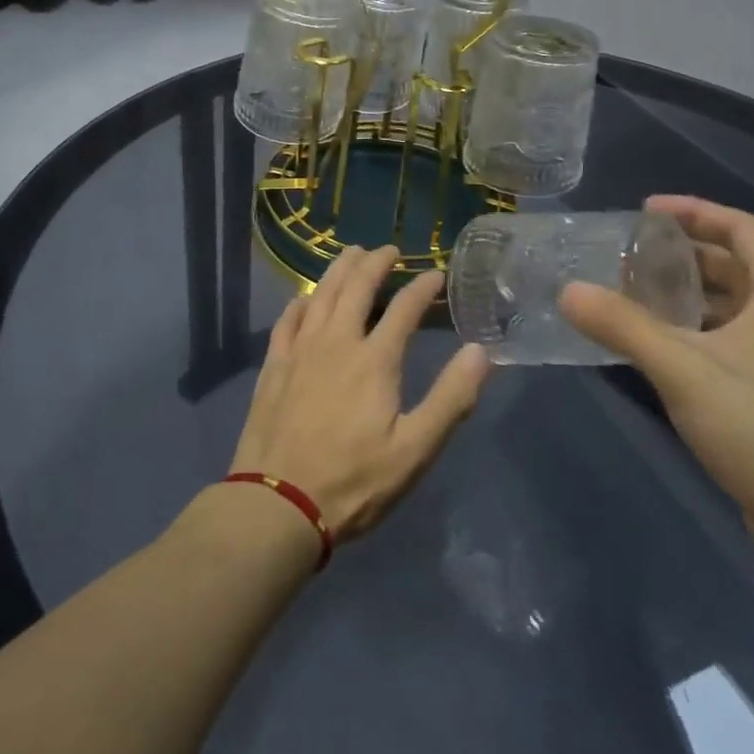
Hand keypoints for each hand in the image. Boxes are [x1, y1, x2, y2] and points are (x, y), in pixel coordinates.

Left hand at [230, 246, 490, 541]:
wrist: (278, 504)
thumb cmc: (354, 481)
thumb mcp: (415, 450)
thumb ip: (450, 399)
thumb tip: (479, 351)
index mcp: (374, 360)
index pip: (404, 308)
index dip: (422, 287)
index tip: (435, 273)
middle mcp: (336, 342)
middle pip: (356, 287)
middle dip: (375, 262)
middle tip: (388, 250)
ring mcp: (300, 351)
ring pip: (321, 294)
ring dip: (339, 270)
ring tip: (352, 254)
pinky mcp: (274, 366)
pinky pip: (288, 320)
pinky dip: (301, 301)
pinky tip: (306, 298)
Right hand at [561, 196, 753, 565]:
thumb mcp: (683, 368)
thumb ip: (622, 325)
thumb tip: (568, 290)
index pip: (741, 229)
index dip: (694, 212)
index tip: (645, 211)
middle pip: (731, 267)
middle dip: (678, 256)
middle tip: (625, 257)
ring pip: (725, 309)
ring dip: (680, 297)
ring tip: (626, 296)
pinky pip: (723, 344)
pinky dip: (687, 333)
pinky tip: (649, 348)